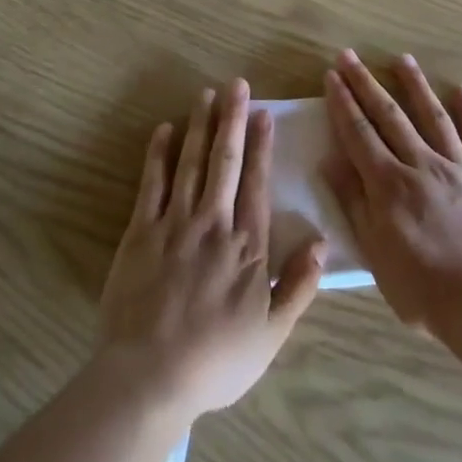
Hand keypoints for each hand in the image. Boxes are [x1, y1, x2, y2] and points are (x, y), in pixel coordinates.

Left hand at [100, 80, 325, 419]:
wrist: (150, 376)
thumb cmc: (216, 360)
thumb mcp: (271, 334)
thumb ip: (298, 286)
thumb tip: (321, 243)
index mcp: (247, 246)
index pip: (257, 184)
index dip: (262, 146)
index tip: (264, 114)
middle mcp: (213, 224)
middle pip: (224, 162)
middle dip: (232, 120)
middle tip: (236, 84)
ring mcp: (174, 224)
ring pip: (190, 164)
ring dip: (199, 126)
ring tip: (206, 94)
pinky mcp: (140, 232)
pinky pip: (151, 184)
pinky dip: (158, 155)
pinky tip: (164, 130)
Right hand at [323, 51, 461, 331]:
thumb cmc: (424, 290)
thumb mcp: (376, 253)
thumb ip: (355, 203)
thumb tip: (330, 161)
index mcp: (389, 185)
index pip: (359, 133)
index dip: (343, 103)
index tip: (331, 75)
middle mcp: (422, 165)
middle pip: (389, 116)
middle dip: (366, 84)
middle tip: (350, 56)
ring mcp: (460, 168)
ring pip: (433, 117)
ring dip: (414, 86)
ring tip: (401, 59)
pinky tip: (461, 91)